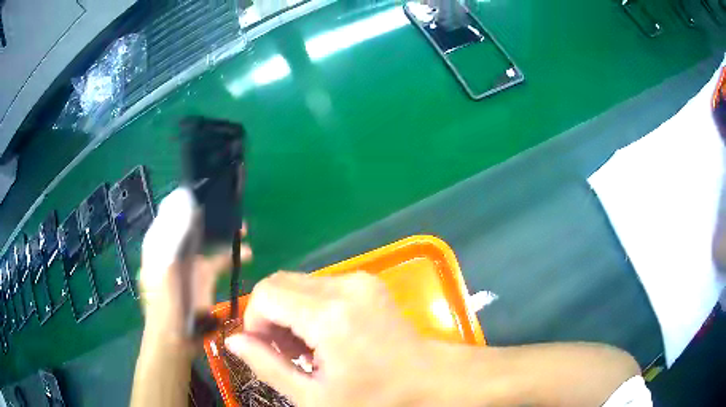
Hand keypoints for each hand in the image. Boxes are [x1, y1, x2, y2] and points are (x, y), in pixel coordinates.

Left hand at [139, 187, 251, 339]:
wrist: (175, 341)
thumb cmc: (164, 307)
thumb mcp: (166, 270)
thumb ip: (174, 239)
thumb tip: (186, 203)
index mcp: (160, 243)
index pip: (173, 211)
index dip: (188, 200)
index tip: (208, 191)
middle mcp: (175, 248)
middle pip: (193, 223)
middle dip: (211, 215)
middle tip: (230, 208)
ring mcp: (190, 262)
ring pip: (208, 239)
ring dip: (224, 232)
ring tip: (243, 228)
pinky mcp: (204, 277)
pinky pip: (219, 259)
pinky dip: (232, 254)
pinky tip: (246, 253)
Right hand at [224, 272, 456, 406]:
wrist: (427, 380)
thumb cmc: (373, 398)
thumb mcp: (313, 396)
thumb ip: (267, 366)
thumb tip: (233, 340)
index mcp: (329, 316)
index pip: (266, 294)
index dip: (254, 321)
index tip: (265, 350)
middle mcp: (344, 286)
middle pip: (279, 283)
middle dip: (270, 316)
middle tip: (286, 352)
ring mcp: (359, 280)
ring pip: (298, 283)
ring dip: (289, 312)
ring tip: (307, 348)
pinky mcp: (367, 281)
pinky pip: (319, 285)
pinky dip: (309, 307)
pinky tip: (324, 336)